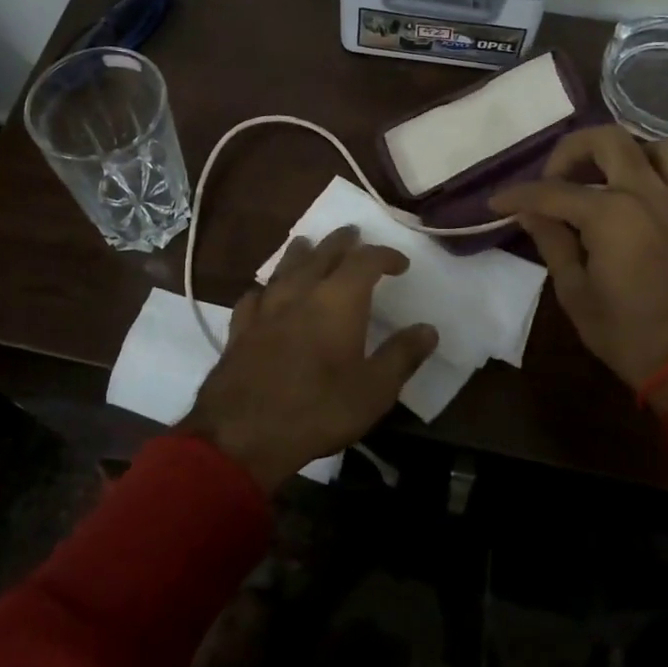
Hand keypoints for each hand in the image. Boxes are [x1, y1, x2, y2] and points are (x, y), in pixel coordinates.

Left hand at [180, 226, 438, 490]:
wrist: (242, 431)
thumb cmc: (318, 409)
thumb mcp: (374, 390)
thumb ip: (401, 356)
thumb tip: (428, 329)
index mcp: (338, 300)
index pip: (365, 261)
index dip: (385, 256)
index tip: (400, 264)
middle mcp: (300, 292)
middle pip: (322, 253)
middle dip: (341, 242)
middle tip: (353, 234)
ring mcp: (266, 308)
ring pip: (284, 267)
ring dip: (301, 253)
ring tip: (308, 245)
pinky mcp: (239, 328)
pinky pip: (255, 295)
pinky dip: (266, 288)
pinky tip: (264, 293)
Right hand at [490, 128, 667, 416]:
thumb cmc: (626, 333)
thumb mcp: (574, 292)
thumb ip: (552, 241)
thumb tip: (531, 213)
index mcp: (611, 213)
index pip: (552, 191)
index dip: (518, 195)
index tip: (497, 202)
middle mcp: (649, 194)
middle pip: (608, 139)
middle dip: (572, 150)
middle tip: (556, 176)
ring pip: (664, 147)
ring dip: (633, 154)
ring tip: (613, 178)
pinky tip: (655, 200)